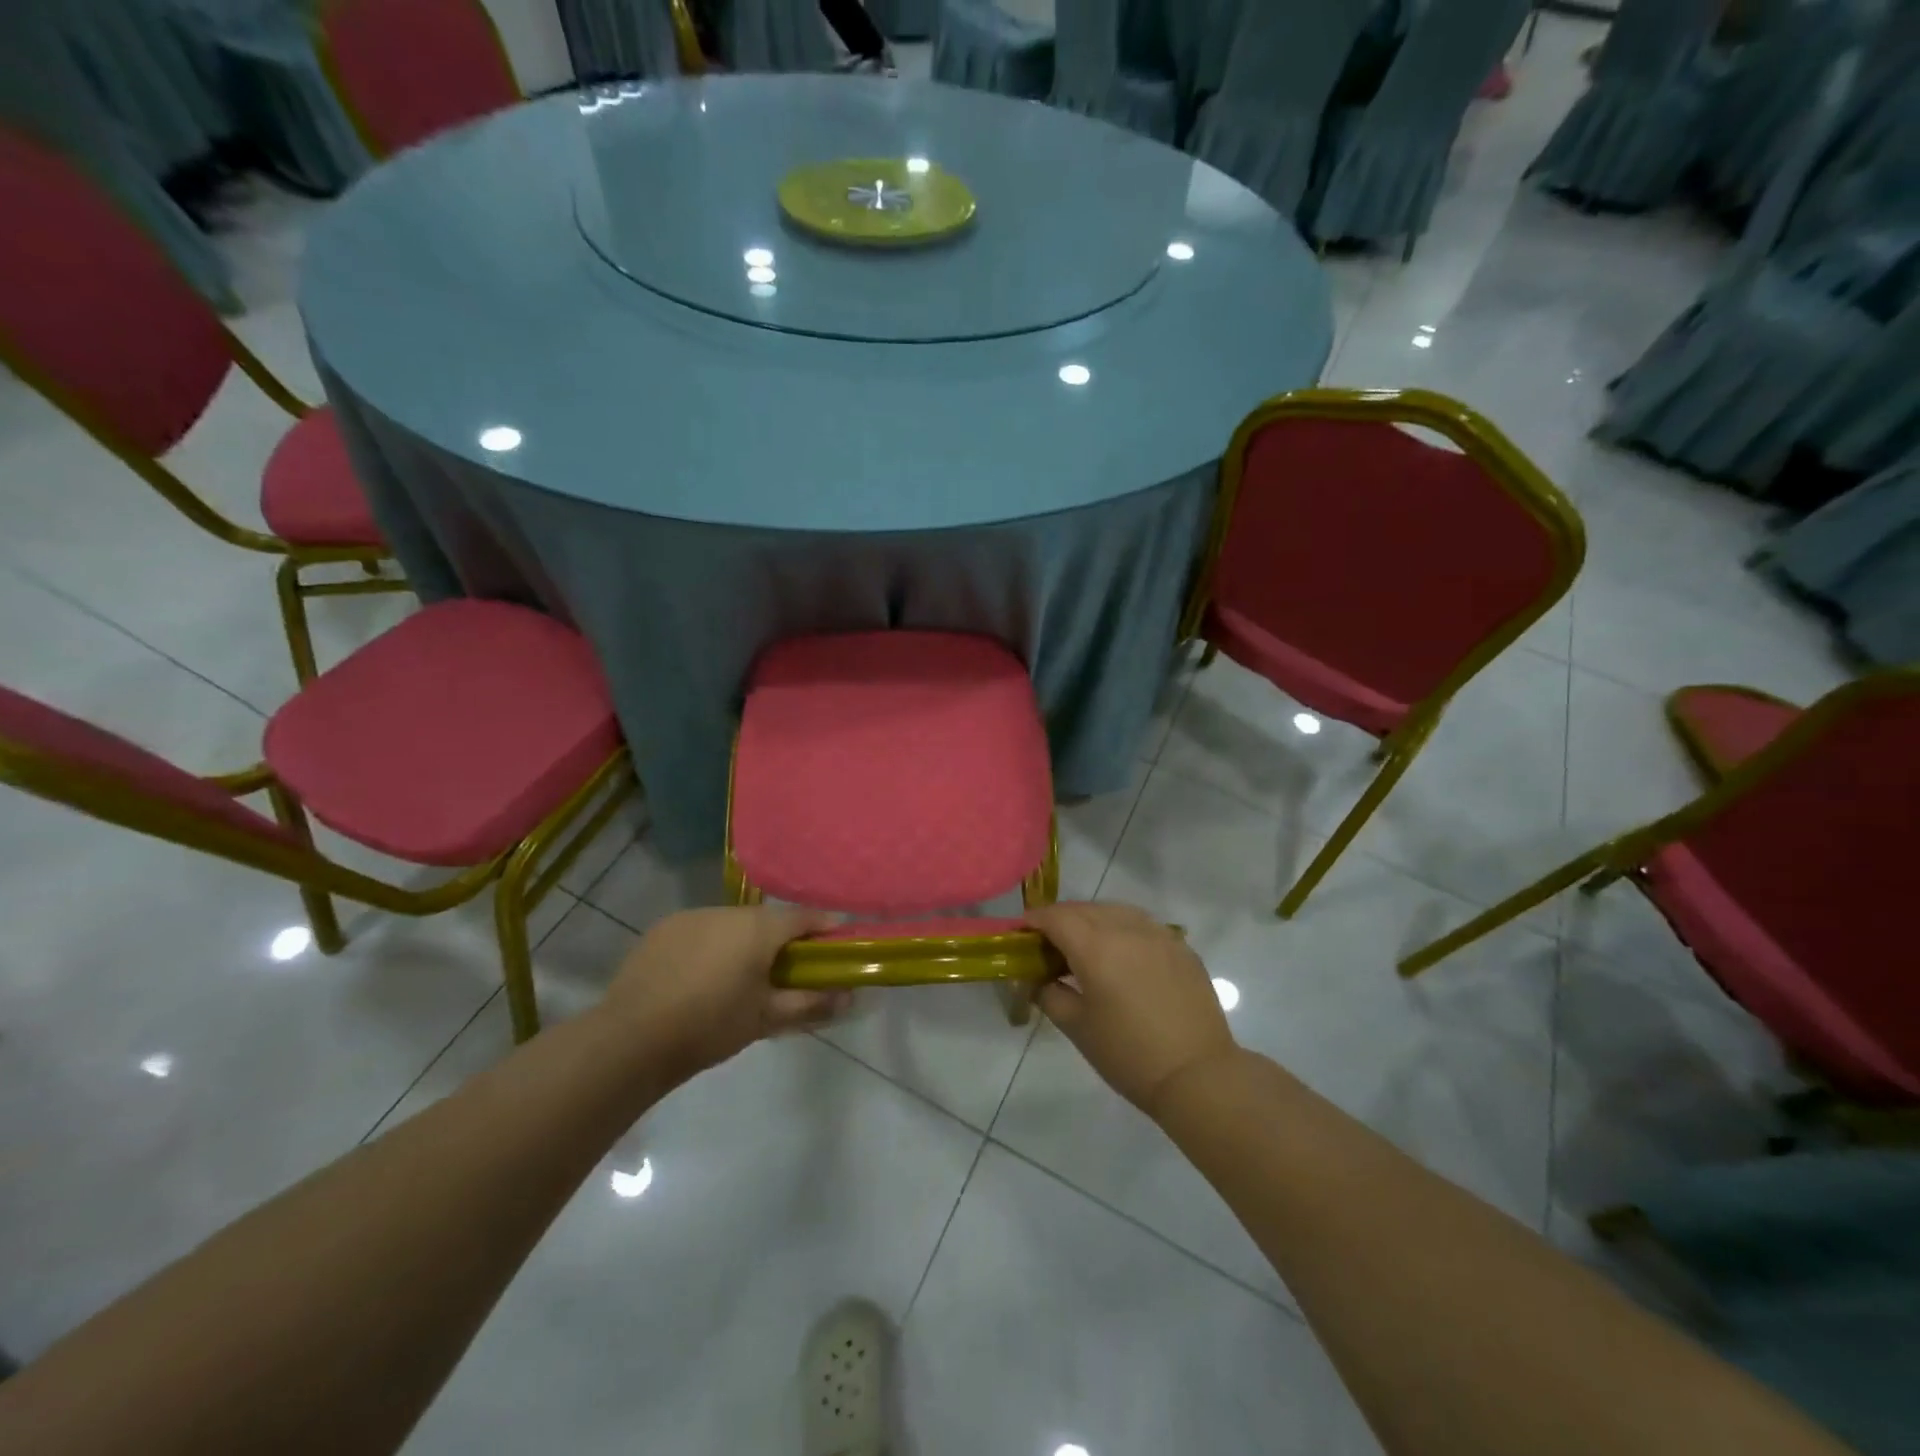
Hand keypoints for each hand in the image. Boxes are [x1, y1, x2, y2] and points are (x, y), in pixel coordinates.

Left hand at [602, 907, 848, 1085]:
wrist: (631, 1039)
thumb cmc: (710, 1026)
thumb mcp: (766, 1019)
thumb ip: (810, 1003)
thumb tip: (850, 998)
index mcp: (758, 928)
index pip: (804, 917)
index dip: (824, 929)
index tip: (835, 946)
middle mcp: (728, 911)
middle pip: (767, 920)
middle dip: (781, 940)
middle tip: (786, 971)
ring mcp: (692, 916)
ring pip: (732, 924)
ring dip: (744, 942)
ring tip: (740, 978)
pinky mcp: (664, 929)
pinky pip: (702, 930)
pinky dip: (712, 946)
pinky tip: (702, 977)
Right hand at [1025, 902, 1237, 1117]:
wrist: (1198, 1074)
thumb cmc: (1129, 1054)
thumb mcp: (1077, 1028)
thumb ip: (1050, 995)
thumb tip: (1038, 980)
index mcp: (1096, 947)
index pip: (1056, 917)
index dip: (1034, 920)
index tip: (1022, 932)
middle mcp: (1127, 929)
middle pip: (1085, 909)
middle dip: (1062, 919)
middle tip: (1050, 943)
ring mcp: (1159, 935)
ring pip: (1116, 911)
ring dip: (1093, 919)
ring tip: (1085, 944)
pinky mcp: (1181, 947)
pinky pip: (1143, 925)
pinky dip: (1123, 929)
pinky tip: (1122, 954)